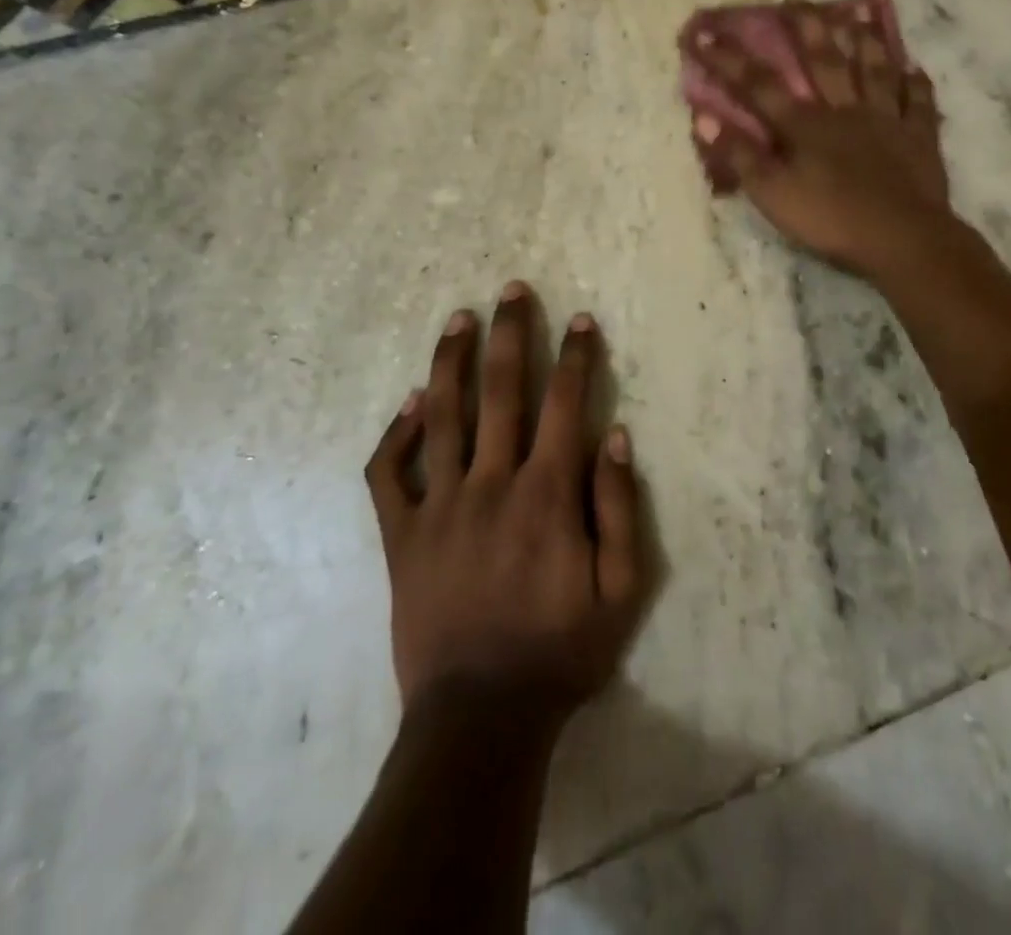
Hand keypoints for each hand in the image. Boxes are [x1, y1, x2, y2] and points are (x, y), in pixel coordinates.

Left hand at [366, 284, 646, 728]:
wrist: (479, 719)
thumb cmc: (561, 652)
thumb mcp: (621, 590)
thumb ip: (620, 508)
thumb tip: (616, 436)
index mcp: (547, 494)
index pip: (566, 405)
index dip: (576, 357)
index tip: (581, 320)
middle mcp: (491, 484)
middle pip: (501, 392)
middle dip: (511, 334)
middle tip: (512, 290)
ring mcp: (439, 507)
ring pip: (442, 416)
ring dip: (451, 361)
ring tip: (458, 318)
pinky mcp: (402, 536)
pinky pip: (389, 474)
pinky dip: (397, 434)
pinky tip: (410, 403)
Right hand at [691, 2, 953, 278]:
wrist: (901, 239)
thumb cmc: (830, 219)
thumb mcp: (772, 194)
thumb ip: (741, 156)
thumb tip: (704, 118)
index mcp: (806, 126)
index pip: (760, 86)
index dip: (729, 60)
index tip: (704, 34)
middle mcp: (845, 111)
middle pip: (824, 61)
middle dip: (807, 28)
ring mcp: (886, 121)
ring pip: (875, 71)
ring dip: (865, 42)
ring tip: (858, 14)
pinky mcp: (919, 139)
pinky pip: (918, 103)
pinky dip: (916, 84)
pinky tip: (915, 69)